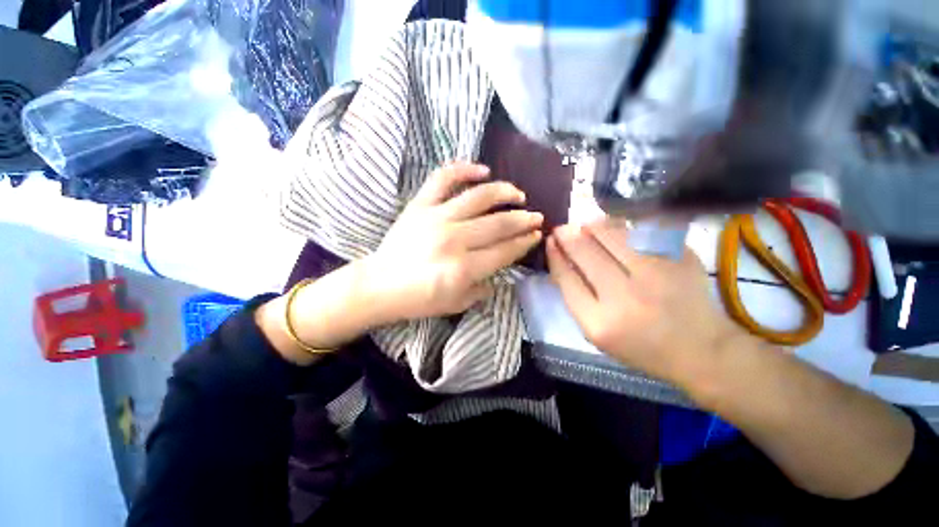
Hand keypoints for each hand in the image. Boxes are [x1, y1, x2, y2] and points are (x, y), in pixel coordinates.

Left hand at [362, 162, 543, 323]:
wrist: (380, 285)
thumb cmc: (419, 299)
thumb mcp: (456, 304)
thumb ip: (483, 289)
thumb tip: (501, 273)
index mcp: (463, 268)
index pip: (504, 251)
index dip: (524, 242)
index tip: (537, 234)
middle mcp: (454, 240)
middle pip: (498, 224)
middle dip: (523, 220)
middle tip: (536, 216)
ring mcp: (436, 218)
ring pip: (479, 198)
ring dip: (504, 193)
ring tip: (518, 194)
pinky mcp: (420, 206)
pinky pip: (443, 179)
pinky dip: (464, 169)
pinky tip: (482, 170)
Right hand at [546, 221, 744, 383]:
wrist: (700, 350)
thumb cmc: (640, 345)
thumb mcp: (596, 333)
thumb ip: (575, 296)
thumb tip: (560, 258)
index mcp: (600, 322)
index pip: (566, 278)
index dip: (555, 255)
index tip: (550, 241)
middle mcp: (626, 297)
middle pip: (585, 252)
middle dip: (567, 235)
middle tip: (562, 229)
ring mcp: (656, 274)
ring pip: (612, 235)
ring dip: (591, 227)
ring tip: (584, 226)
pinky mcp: (679, 258)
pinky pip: (640, 231)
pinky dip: (621, 227)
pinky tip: (613, 228)